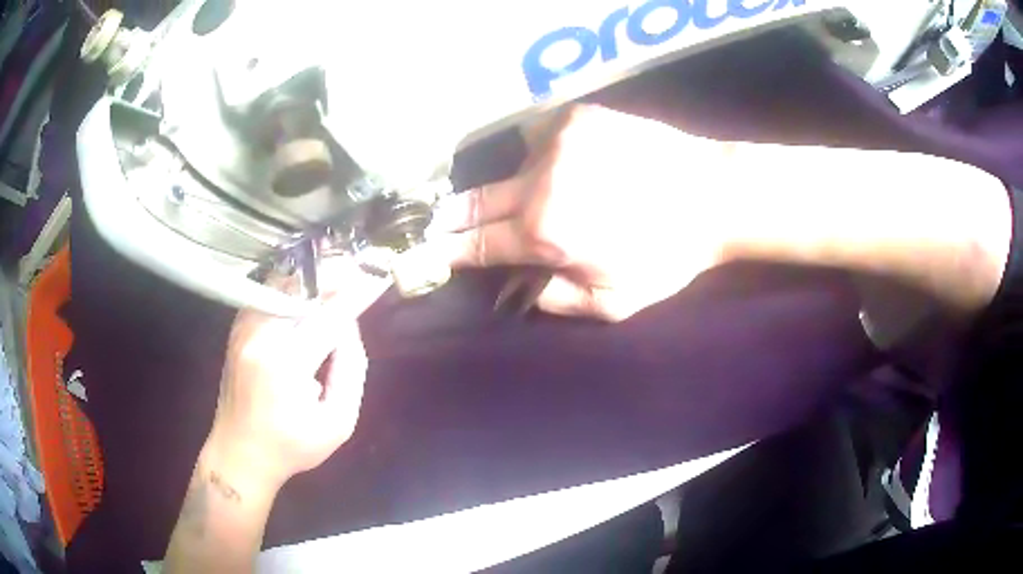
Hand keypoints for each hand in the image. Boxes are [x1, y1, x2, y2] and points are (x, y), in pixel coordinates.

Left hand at [206, 257, 390, 488]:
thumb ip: (351, 372)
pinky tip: (307, 287)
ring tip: (337, 273)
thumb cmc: (291, 446)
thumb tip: (349, 329)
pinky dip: (289, 286)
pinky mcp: (237, 330)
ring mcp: (244, 330)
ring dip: (312, 278)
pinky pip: (266, 295)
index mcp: (286, 363)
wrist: (240, 452)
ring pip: (282, 286)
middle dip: (334, 277)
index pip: (328, 316)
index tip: (377, 277)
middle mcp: (260, 337)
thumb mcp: (337, 424)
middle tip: (359, 268)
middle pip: (303, 291)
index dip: (356, 295)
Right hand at [431, 104, 736, 320]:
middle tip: (437, 222)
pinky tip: (574, 165)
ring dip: (517, 187)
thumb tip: (520, 284)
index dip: (445, 250)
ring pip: (513, 169)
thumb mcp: (613, 303)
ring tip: (551, 196)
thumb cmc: (668, 255)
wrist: (714, 194)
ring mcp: (556, 140)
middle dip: (453, 216)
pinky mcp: (576, 115)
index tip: (422, 252)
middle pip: (474, 200)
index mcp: (545, 232)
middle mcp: (538, 180)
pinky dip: (546, 157)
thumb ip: (555, 300)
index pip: (475, 243)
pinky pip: (542, 139)